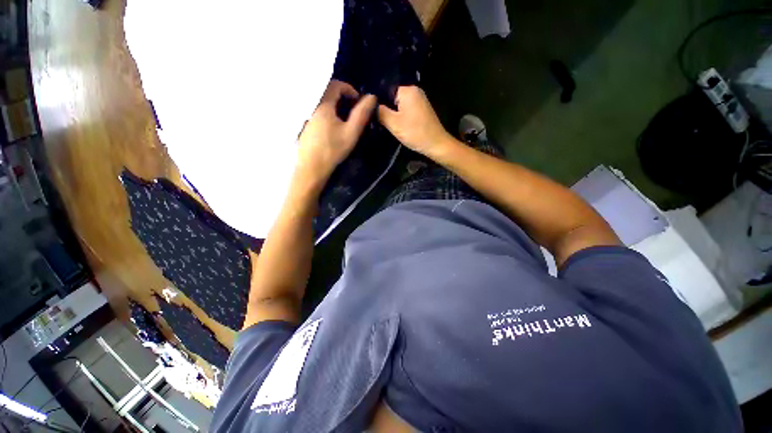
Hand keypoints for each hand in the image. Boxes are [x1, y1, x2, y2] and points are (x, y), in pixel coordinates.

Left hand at [296, 80, 376, 187]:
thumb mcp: (351, 132)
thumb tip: (372, 97)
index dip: (350, 90)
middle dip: (343, 97)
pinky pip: (317, 110)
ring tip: (346, 120)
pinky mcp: (304, 124)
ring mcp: (306, 115)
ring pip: (322, 102)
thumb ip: (362, 114)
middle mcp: (312, 105)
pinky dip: (328, 113)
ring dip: (336, 106)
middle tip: (354, 111)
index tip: (359, 102)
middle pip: (328, 92)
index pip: (336, 85)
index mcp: (322, 104)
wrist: (312, 168)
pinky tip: (333, 127)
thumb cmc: (333, 150)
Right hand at [377, 86, 453, 156]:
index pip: (385, 89)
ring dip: (392, 113)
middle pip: (392, 96)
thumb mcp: (393, 123)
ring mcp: (419, 100)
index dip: (376, 100)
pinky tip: (395, 124)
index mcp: (407, 90)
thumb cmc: (415, 133)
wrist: (436, 144)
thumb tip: (369, 104)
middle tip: (376, 119)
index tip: (370, 112)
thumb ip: (380, 112)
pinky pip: (405, 109)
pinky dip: (399, 115)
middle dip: (384, 107)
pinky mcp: (421, 109)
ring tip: (384, 123)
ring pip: (398, 104)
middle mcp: (414, 90)